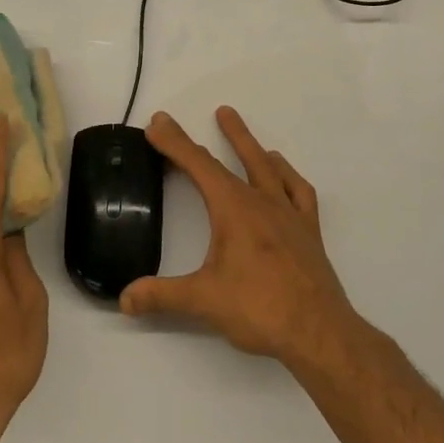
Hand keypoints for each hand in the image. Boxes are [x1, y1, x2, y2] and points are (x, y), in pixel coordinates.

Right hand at [121, 107, 357, 365]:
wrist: (319, 332)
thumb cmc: (259, 308)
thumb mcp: (203, 300)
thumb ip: (161, 296)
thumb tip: (124, 299)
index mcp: (234, 209)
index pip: (198, 166)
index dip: (175, 143)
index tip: (158, 123)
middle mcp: (262, 203)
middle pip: (234, 160)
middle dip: (219, 136)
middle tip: (215, 110)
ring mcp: (289, 215)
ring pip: (269, 169)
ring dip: (253, 147)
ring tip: (243, 132)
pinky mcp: (309, 232)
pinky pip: (299, 193)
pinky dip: (288, 177)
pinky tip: (282, 174)